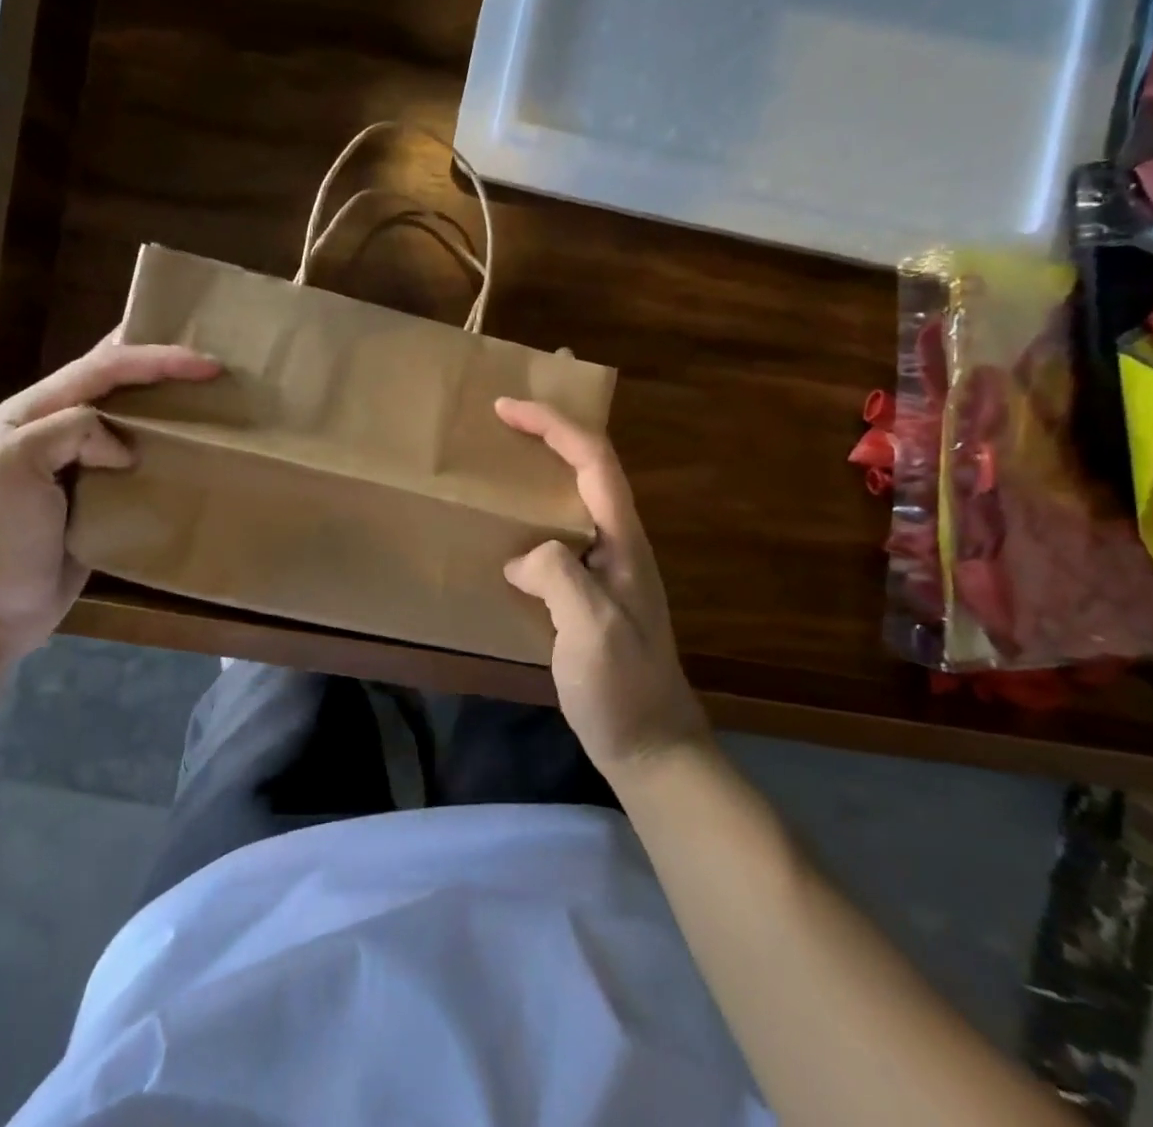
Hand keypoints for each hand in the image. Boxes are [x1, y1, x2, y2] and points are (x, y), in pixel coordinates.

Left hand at [0, 335, 220, 657]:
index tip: (208, 366)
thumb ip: (69, 432)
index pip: (100, 368)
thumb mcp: (13, 470)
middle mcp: (54, 427)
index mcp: (30, 412)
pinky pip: (134, 457)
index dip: (156, 359)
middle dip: (162, 365)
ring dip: (165, 401)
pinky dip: (162, 445)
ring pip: (127, 416)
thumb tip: (124, 448)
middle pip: (115, 380)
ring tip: (208, 398)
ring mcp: (75, 462)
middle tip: (212, 367)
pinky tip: (188, 448)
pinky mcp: (96, 495)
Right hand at [497, 399, 711, 781]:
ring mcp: (606, 567)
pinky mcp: (589, 590)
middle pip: (590, 466)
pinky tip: (508, 527)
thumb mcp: (591, 630)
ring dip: (543, 467)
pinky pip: (560, 532)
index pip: (593, 460)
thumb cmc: (623, 688)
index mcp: (623, 541)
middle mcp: (618, 542)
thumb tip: (521, 558)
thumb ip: (558, 576)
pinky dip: (534, 510)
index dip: (553, 425)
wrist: (651, 745)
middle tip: (508, 413)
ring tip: (501, 457)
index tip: (507, 408)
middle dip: (553, 429)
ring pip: (574, 496)